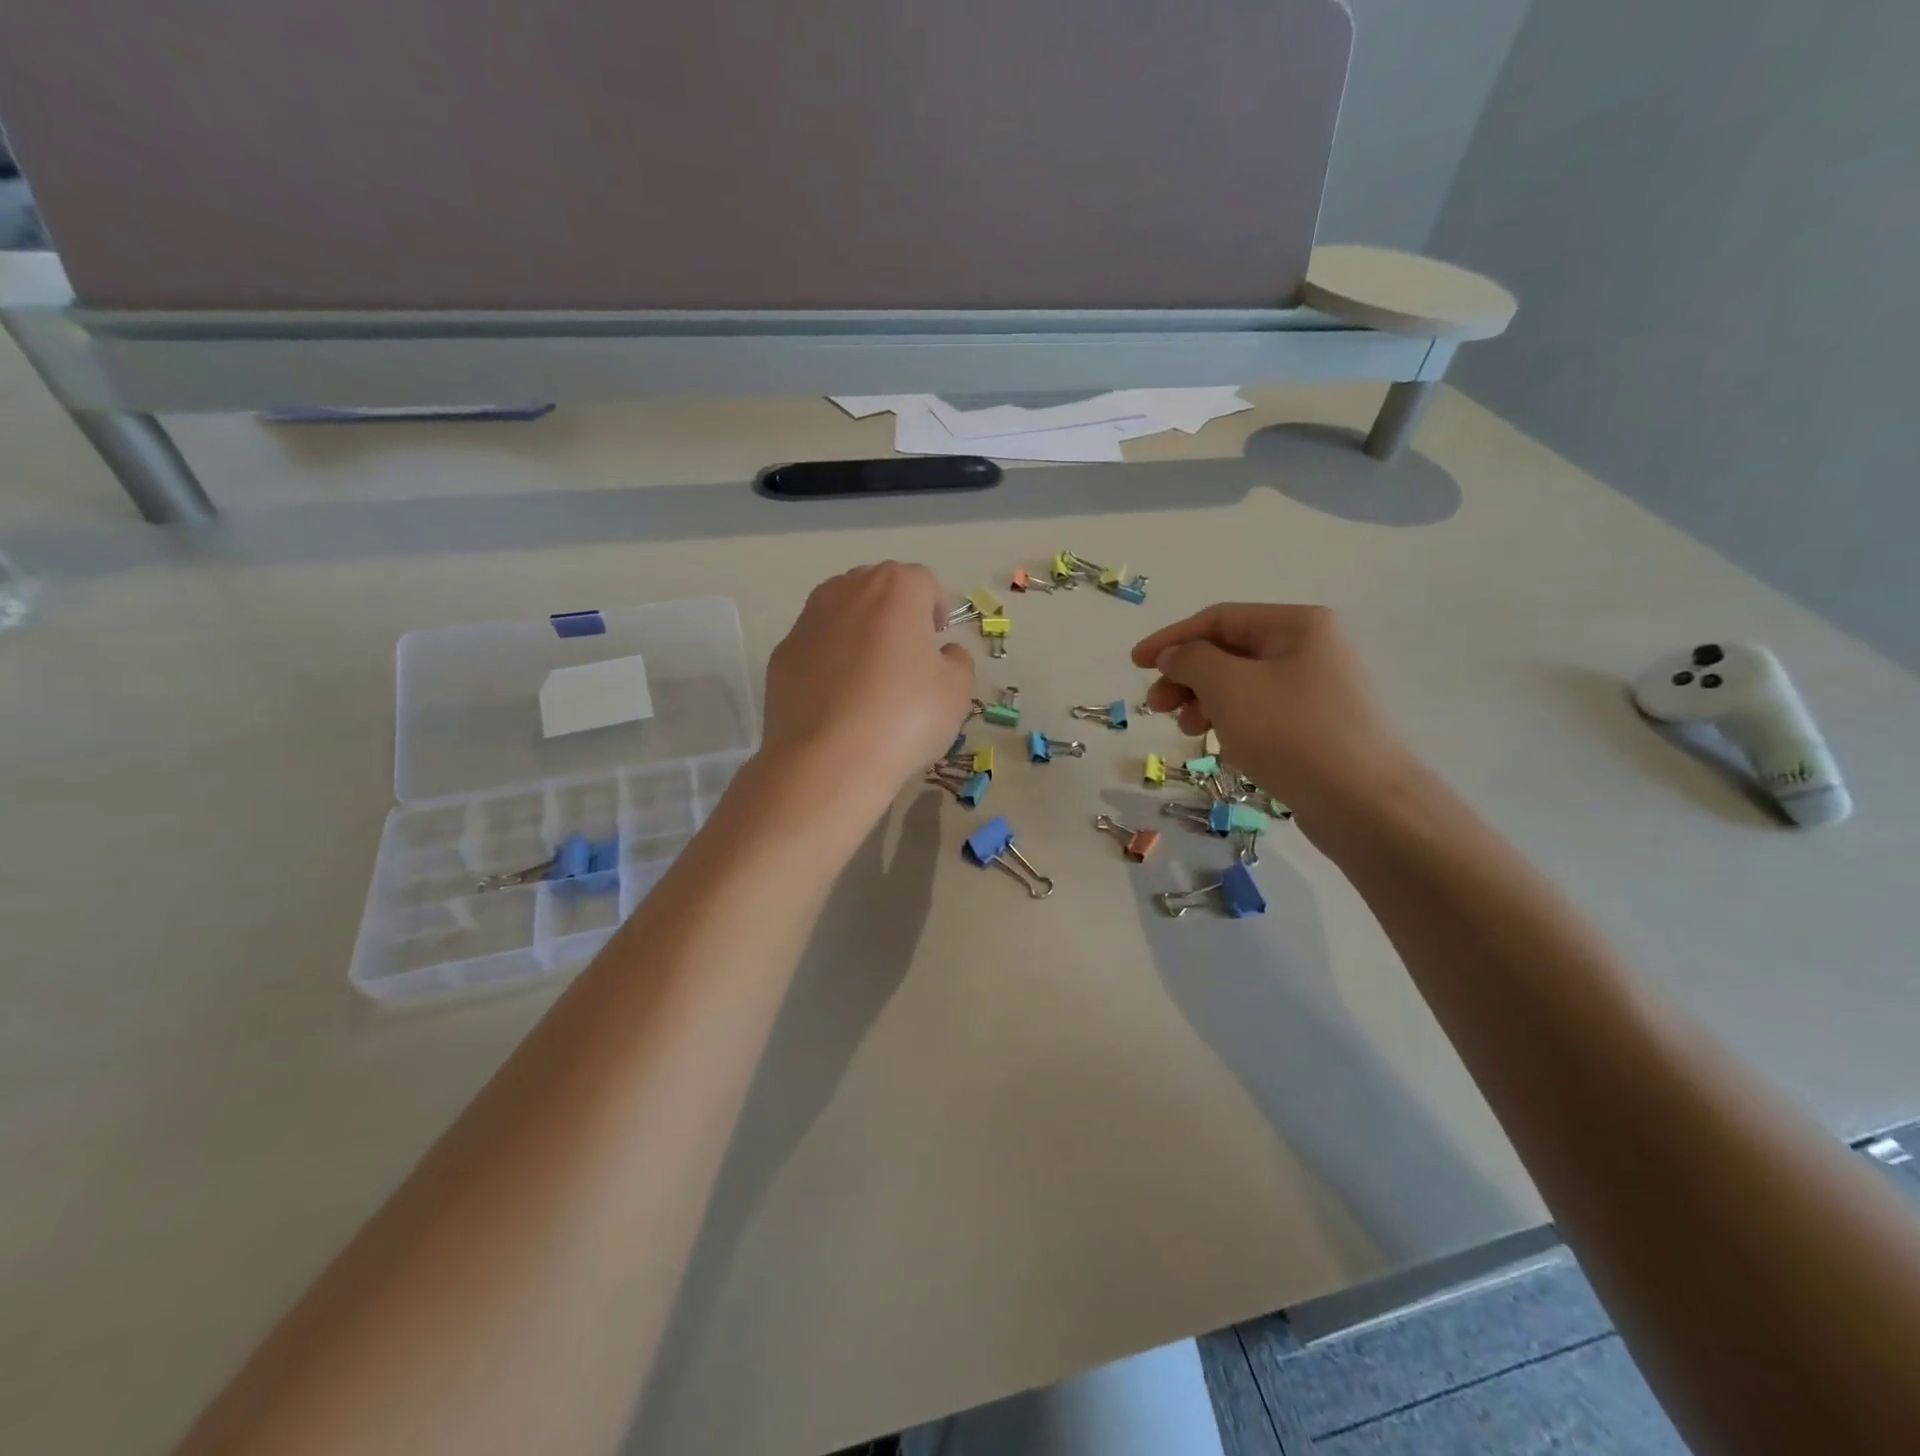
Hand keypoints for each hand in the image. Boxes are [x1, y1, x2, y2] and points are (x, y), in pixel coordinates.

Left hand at [762, 562, 976, 803]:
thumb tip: (942, 653)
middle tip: (907, 657)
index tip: (939, 641)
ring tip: (870, 678)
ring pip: (842, 613)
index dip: (936, 609)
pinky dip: (829, 661)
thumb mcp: (956, 692)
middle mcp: (847, 590)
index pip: (924, 582)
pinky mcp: (782, 654)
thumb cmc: (904, 717)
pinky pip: (816, 647)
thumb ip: (957, 661)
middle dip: (895, 614)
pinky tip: (838, 701)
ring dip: (859, 633)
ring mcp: (808, 620)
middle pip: (878, 589)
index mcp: (896, 589)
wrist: (827, 760)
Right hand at [1131, 604, 1413, 813]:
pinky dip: (1231, 723)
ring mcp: (1315, 689)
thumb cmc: (1290, 733)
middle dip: (1186, 676)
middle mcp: (1309, 649)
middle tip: (1155, 707)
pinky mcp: (1315, 727)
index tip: (1135, 664)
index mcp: (1296, 625)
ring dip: (1204, 702)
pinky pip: (1259, 713)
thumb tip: (1174, 655)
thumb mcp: (1228, 686)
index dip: (1171, 639)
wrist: (1362, 803)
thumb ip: (1191, 660)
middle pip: (1228, 652)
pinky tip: (1221, 747)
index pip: (1218, 619)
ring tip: (1187, 731)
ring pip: (1241, 685)